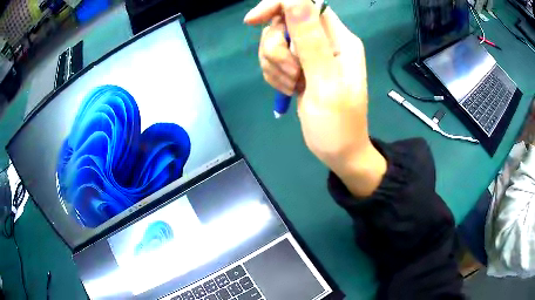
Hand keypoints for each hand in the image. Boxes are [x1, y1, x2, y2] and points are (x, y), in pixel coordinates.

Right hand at [245, 0, 385, 195]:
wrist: (339, 152)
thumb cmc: (338, 124)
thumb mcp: (326, 83)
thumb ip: (311, 41)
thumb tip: (295, 0)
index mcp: (339, 39)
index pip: (307, 4)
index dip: (279, 5)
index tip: (253, 21)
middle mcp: (326, 41)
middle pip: (284, 23)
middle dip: (277, 48)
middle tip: (292, 75)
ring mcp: (311, 54)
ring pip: (275, 42)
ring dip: (274, 65)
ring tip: (292, 87)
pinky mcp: (300, 67)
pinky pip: (274, 59)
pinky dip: (274, 75)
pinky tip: (288, 91)